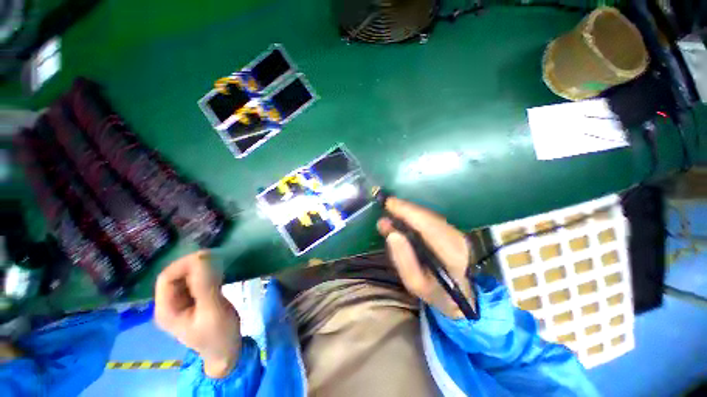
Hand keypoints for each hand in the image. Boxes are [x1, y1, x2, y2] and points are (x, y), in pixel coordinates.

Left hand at [155, 251, 240, 377]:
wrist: (227, 352)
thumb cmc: (219, 335)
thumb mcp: (213, 311)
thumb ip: (206, 285)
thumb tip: (202, 257)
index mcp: (166, 309)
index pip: (167, 278)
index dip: (184, 264)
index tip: (208, 257)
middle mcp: (170, 304)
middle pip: (176, 276)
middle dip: (194, 265)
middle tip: (216, 259)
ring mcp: (182, 303)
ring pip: (187, 278)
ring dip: (201, 268)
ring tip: (219, 264)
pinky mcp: (195, 302)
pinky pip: (196, 282)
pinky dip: (207, 274)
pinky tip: (218, 273)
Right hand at [377, 197, 473, 318]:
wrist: (463, 297)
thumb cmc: (436, 293)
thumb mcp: (415, 284)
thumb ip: (403, 260)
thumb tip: (392, 234)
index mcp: (451, 255)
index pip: (427, 227)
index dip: (408, 212)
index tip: (389, 204)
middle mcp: (458, 240)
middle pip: (429, 217)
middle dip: (406, 208)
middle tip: (387, 203)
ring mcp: (458, 234)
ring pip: (431, 216)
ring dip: (411, 210)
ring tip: (393, 207)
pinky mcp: (455, 231)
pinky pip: (433, 218)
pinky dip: (417, 214)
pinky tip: (405, 214)